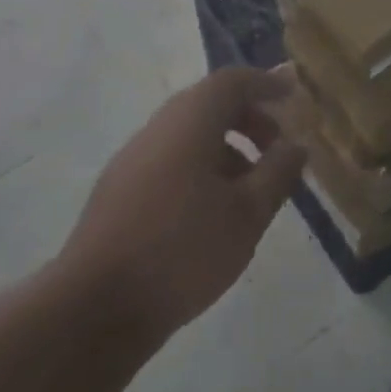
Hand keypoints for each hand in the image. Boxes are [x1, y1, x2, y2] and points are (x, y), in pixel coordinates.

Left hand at [56, 66, 305, 342]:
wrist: (94, 309)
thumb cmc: (183, 251)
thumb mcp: (248, 213)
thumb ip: (278, 173)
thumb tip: (296, 145)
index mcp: (189, 122)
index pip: (232, 81)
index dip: (266, 83)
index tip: (293, 95)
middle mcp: (157, 129)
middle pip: (208, 104)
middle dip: (249, 118)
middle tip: (277, 147)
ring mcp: (132, 160)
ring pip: (188, 134)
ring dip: (226, 146)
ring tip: (251, 187)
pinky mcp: (118, 191)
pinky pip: (170, 159)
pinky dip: (201, 167)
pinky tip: (214, 211)